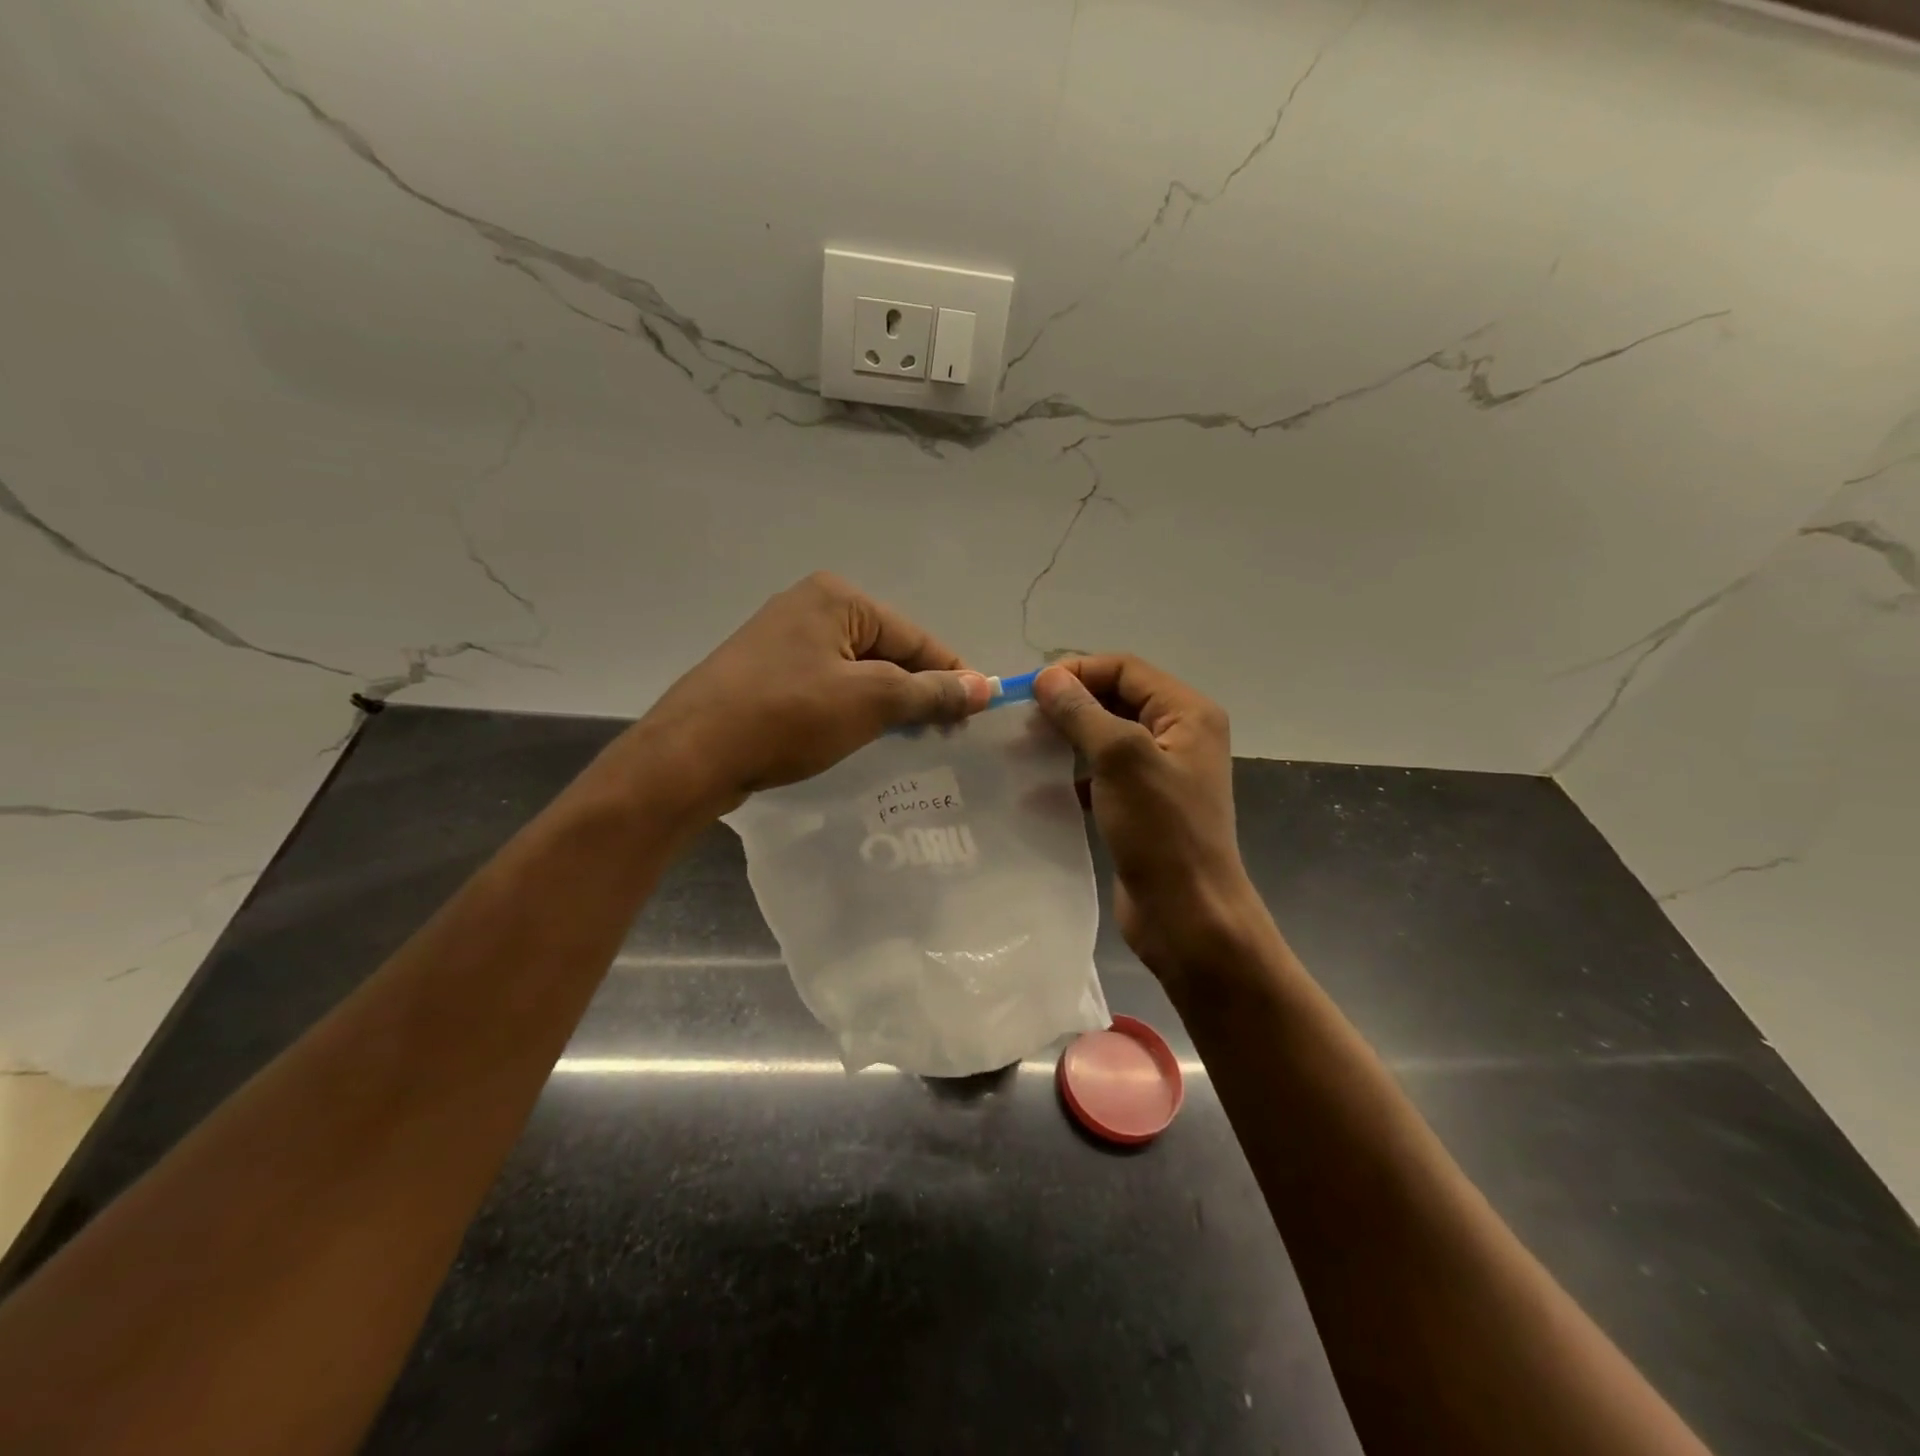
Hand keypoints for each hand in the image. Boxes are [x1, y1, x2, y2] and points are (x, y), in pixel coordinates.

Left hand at [637, 572, 990, 810]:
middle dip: (917, 690)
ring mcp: (782, 640)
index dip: (951, 673)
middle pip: (887, 650)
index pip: (914, 636)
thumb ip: (930, 691)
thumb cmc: (788, 716)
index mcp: (836, 598)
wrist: (691, 755)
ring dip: (887, 703)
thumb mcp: (870, 701)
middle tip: (945, 733)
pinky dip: (852, 709)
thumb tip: (985, 686)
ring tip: (909, 739)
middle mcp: (809, 608)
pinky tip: (862, 735)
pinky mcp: (766, 674)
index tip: (979, 710)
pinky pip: (828, 686)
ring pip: (857, 671)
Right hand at [1034, 656, 1266, 988]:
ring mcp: (1162, 773)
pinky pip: (1104, 775)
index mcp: (1188, 713)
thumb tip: (1047, 677)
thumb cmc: (1162, 831)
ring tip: (1025, 748)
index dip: (1078, 671)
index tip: (1030, 691)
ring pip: (1106, 738)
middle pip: (1117, 699)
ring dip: (1068, 739)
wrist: (1188, 915)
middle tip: (1023, 719)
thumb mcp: (1121, 759)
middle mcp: (1179, 735)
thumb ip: (1083, 713)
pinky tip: (1043, 788)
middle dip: (1071, 704)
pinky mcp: (1144, 806)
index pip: (1126, 668)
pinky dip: (1075, 775)